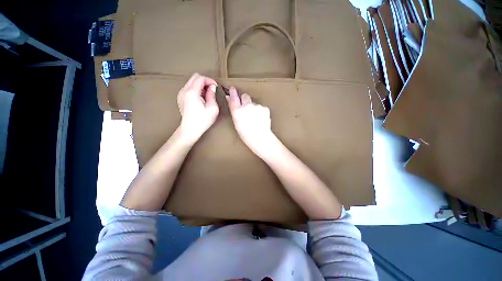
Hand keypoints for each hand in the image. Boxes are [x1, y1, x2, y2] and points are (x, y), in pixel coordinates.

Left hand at [177, 73, 218, 142]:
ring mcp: (181, 94)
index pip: (201, 78)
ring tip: (207, 95)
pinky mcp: (181, 98)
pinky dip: (196, 89)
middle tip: (212, 89)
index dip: (210, 80)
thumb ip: (212, 95)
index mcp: (192, 92)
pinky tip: (201, 98)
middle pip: (195, 77)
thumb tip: (212, 87)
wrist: (190, 130)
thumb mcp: (212, 108)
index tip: (216, 86)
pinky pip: (189, 88)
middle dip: (205, 81)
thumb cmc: (202, 121)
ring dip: (201, 85)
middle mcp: (184, 91)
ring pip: (191, 82)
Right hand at [226, 87, 276, 156]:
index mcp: (238, 111)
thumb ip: (233, 109)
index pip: (234, 97)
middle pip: (245, 96)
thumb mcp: (236, 123)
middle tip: (246, 108)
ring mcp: (257, 106)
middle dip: (245, 100)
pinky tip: (260, 119)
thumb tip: (229, 98)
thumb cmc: (246, 134)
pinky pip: (261, 107)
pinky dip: (260, 111)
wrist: (260, 138)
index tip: (232, 89)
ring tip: (255, 118)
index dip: (233, 92)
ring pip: (254, 103)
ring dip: (253, 107)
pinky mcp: (265, 108)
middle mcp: (247, 106)